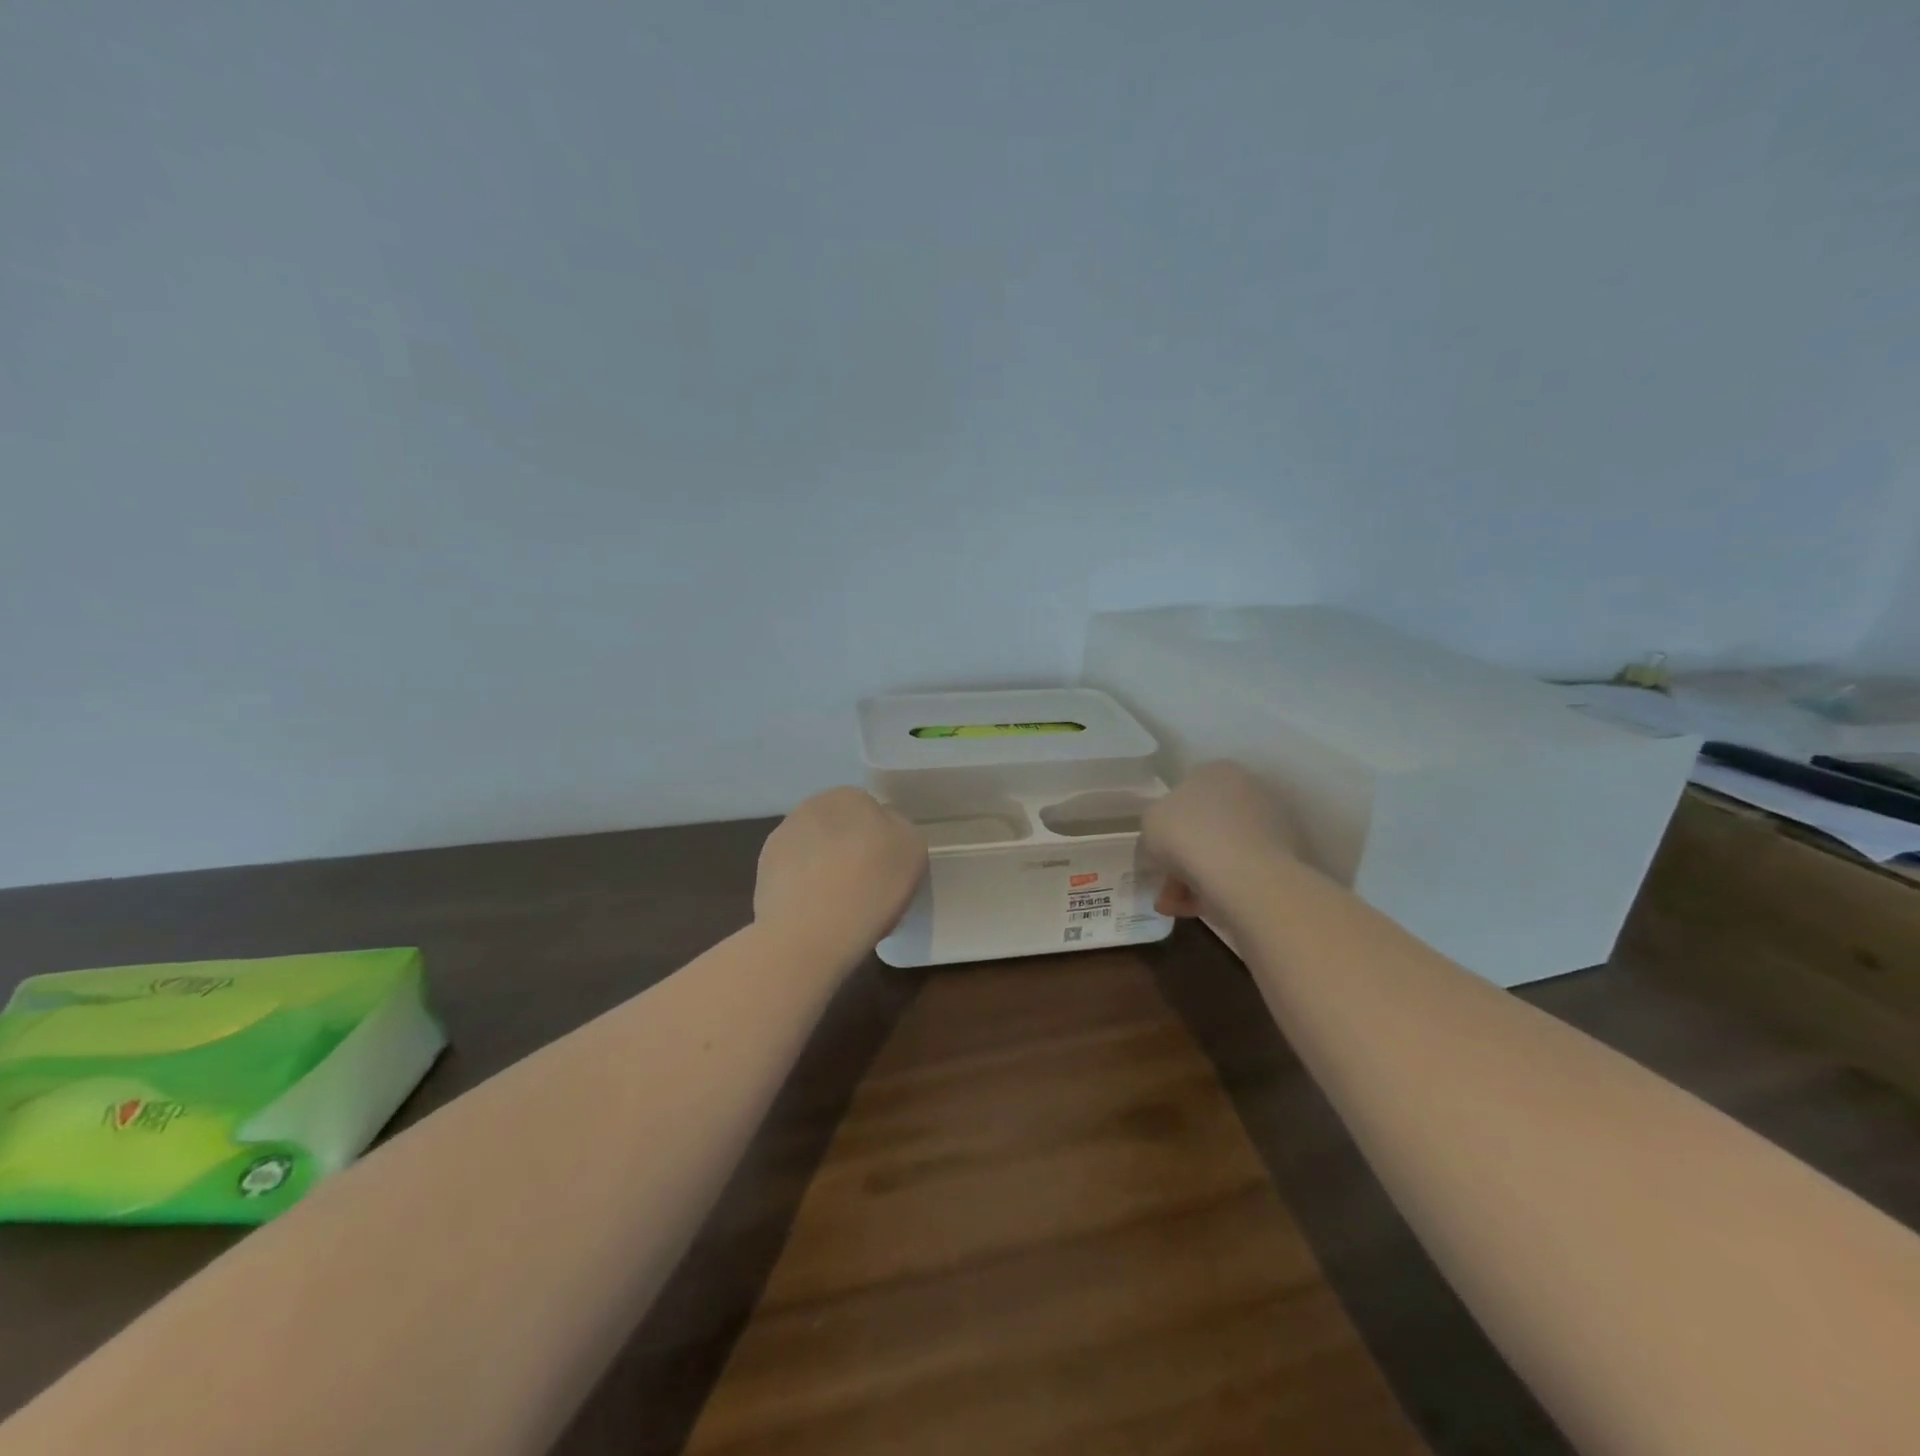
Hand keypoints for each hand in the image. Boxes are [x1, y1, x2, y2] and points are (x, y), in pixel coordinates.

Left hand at [755, 788, 927, 949]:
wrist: (809, 933)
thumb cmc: (871, 887)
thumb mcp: (913, 849)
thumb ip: (900, 829)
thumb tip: (884, 831)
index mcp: (850, 796)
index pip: (872, 811)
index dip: (882, 840)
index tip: (889, 869)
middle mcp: (811, 806)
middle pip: (840, 828)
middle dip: (850, 850)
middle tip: (867, 886)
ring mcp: (781, 838)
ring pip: (815, 851)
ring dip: (825, 868)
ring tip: (839, 905)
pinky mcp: (763, 871)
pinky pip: (794, 875)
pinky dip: (804, 889)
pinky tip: (815, 914)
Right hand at [1143, 761, 1301, 918]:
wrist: (1243, 875)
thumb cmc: (1187, 834)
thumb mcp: (1150, 821)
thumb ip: (1157, 822)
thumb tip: (1169, 835)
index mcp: (1217, 771)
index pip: (1187, 792)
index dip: (1168, 823)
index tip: (1158, 848)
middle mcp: (1248, 789)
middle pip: (1206, 825)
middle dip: (1182, 856)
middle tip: (1165, 882)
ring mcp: (1270, 824)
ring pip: (1222, 852)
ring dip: (1195, 878)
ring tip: (1174, 905)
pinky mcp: (1284, 858)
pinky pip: (1240, 872)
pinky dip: (1217, 889)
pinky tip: (1195, 909)